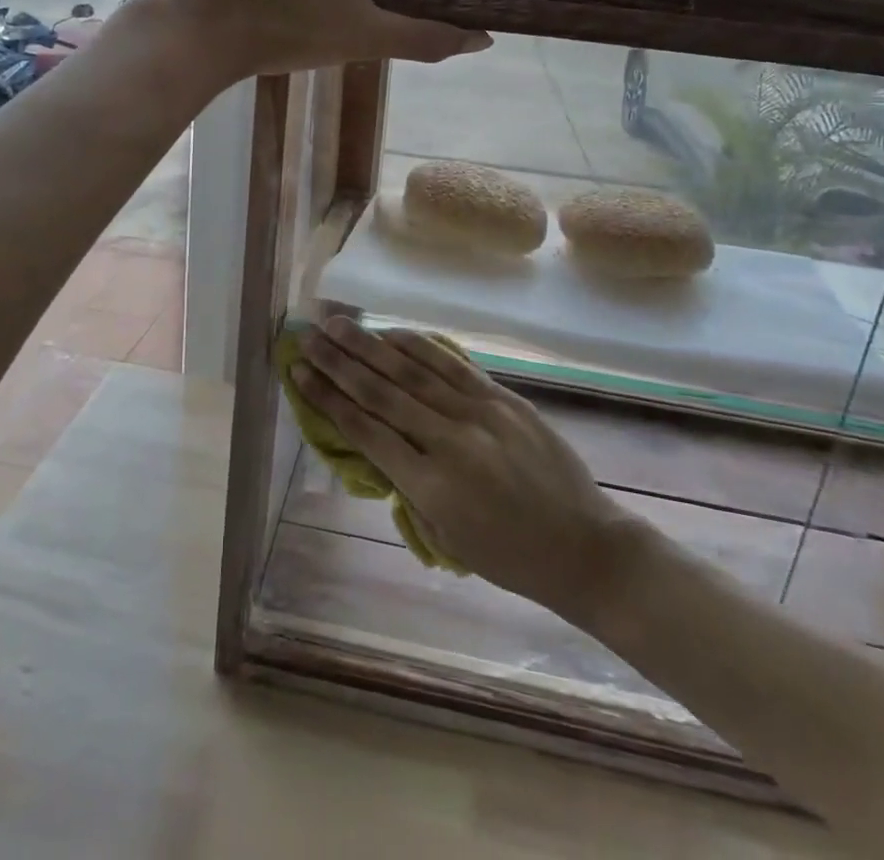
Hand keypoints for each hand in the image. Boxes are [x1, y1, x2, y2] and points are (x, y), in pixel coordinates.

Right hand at [292, 317, 629, 618]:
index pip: (365, 431)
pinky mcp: (502, 398)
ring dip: (370, 345)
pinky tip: (392, 332)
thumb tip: (379, 440)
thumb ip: (409, 485)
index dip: (327, 399)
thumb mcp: (445, 536)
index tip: (299, 373)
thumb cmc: (509, 557)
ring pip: (412, 371)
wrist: (584, 546)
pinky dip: (418, 346)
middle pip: (381, 392)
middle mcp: (448, 442)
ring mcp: (478, 414)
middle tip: (307, 337)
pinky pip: (451, 365)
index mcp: (430, 487)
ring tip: (338, 324)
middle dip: (338, 362)